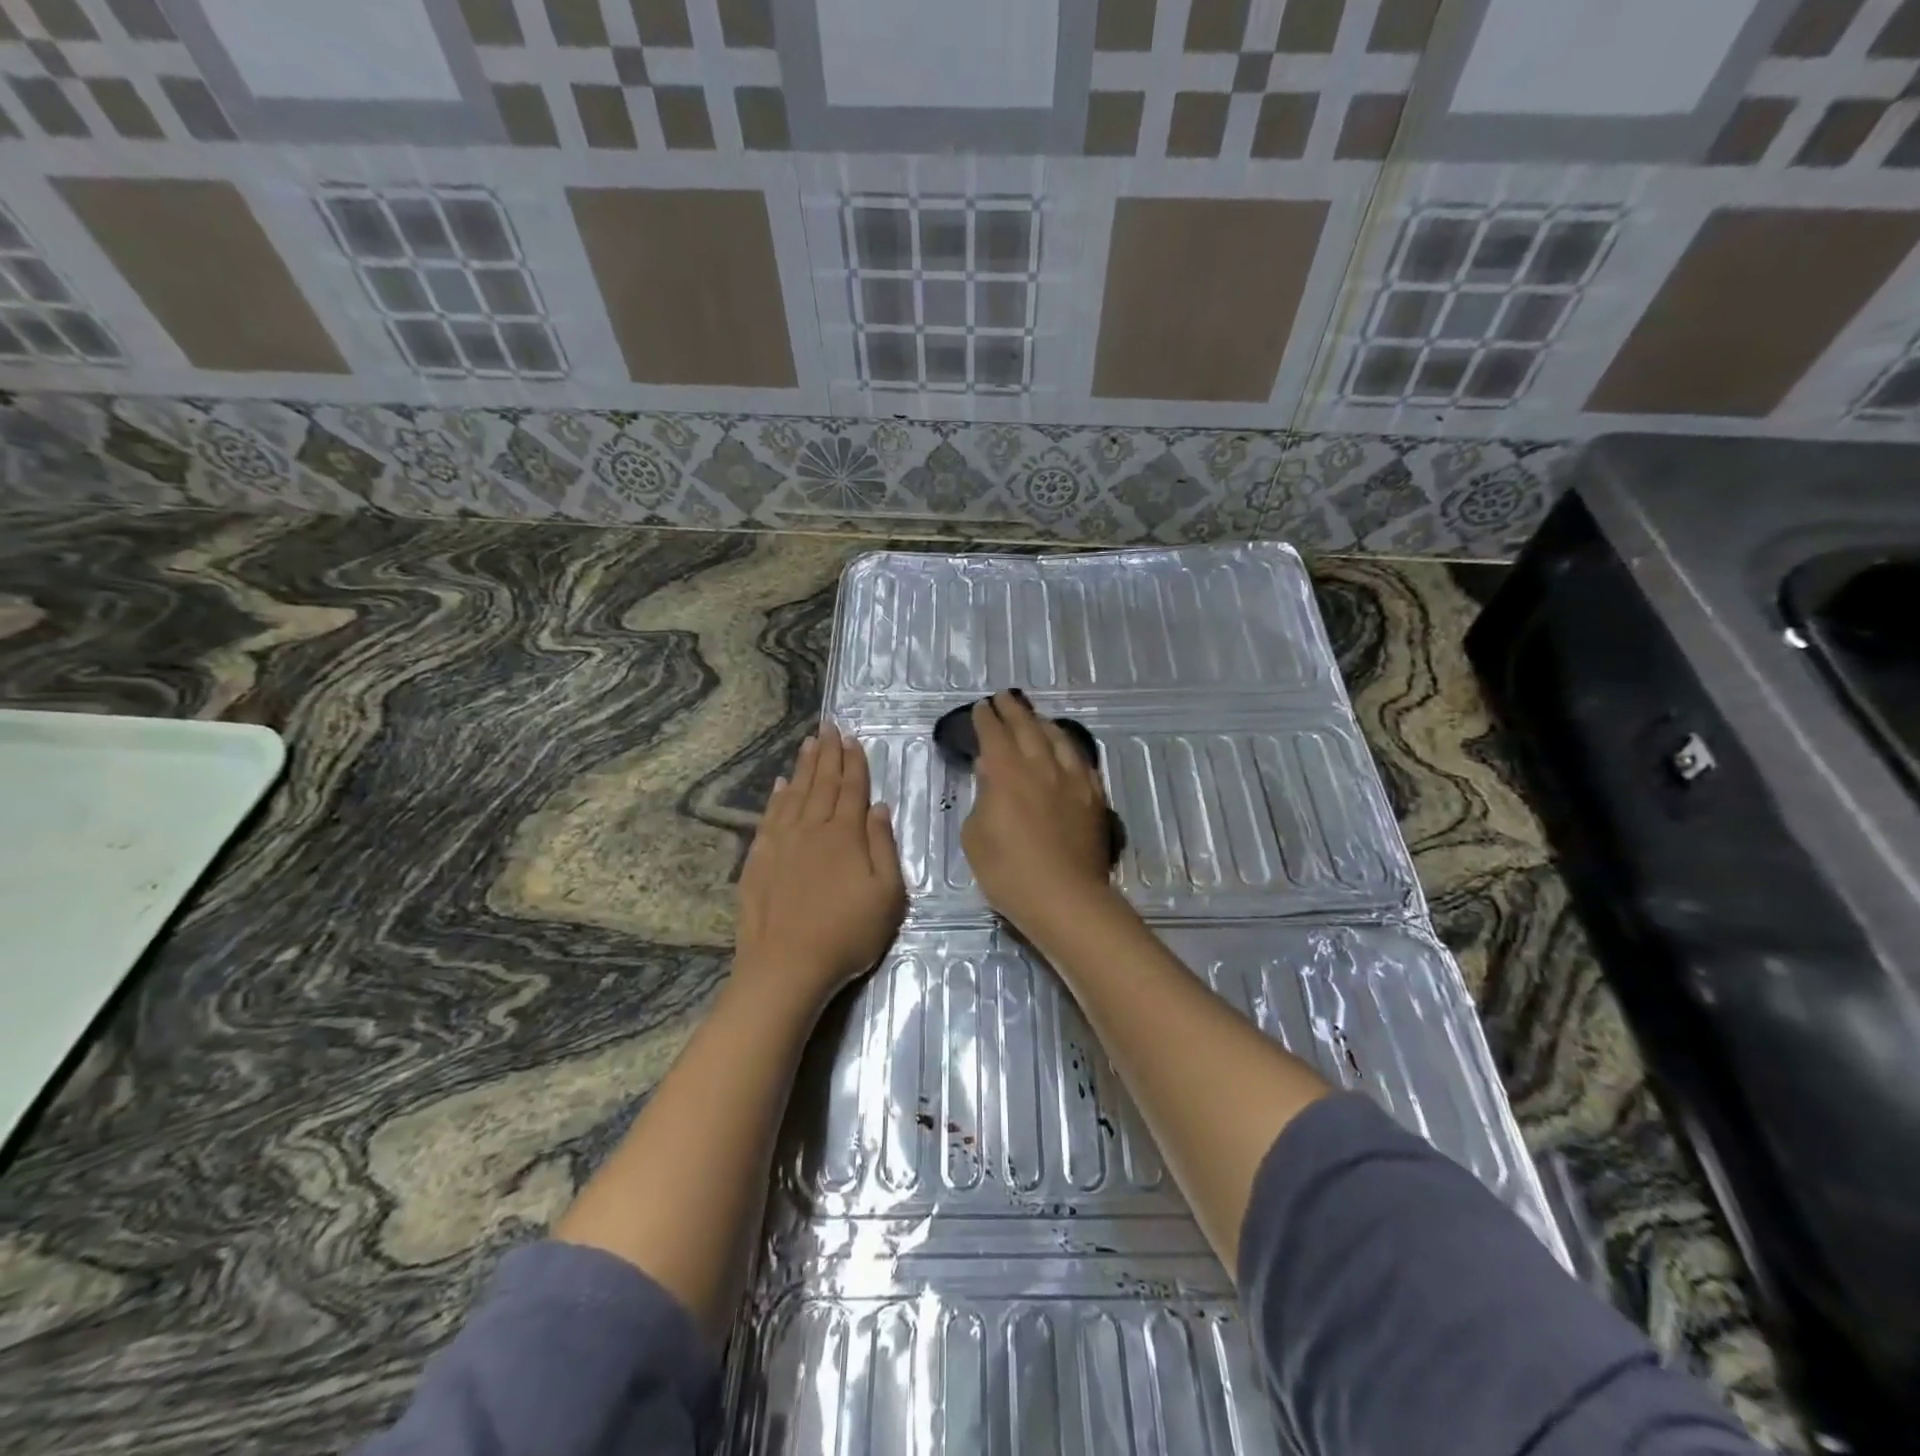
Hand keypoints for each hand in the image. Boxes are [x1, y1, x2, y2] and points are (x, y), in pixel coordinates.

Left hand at [735, 724, 906, 1014]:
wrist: (786, 966)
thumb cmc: (847, 934)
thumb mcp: (887, 895)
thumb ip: (883, 846)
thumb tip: (878, 807)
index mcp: (846, 835)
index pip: (852, 789)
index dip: (854, 763)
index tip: (852, 739)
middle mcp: (812, 829)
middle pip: (822, 784)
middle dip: (828, 754)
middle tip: (828, 727)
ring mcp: (781, 843)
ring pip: (795, 794)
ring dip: (804, 767)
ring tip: (808, 743)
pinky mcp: (759, 860)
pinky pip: (770, 817)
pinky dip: (776, 797)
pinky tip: (780, 785)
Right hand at [962, 691, 1117, 938]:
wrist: (1063, 897)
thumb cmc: (1008, 871)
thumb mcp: (975, 835)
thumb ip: (982, 797)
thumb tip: (990, 772)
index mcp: (1006, 773)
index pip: (994, 735)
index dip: (986, 719)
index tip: (981, 707)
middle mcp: (1041, 766)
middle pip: (1027, 727)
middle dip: (1013, 710)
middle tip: (1004, 698)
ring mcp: (1072, 780)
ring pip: (1058, 738)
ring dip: (1042, 723)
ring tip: (1035, 717)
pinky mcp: (1093, 796)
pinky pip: (1081, 760)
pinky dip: (1068, 747)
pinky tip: (1065, 748)